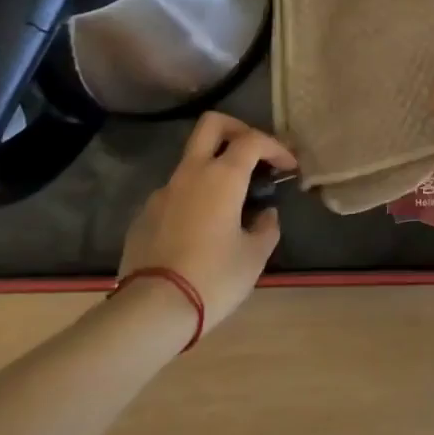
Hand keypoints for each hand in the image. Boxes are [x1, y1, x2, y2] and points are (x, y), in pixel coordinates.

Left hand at [117, 113, 295, 334]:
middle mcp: (191, 173)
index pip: (253, 140)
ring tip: (231, 204)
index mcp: (222, 176)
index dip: (276, 147)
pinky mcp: (144, 214)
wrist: (151, 309)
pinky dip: (194, 198)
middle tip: (254, 154)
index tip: (288, 167)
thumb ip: (266, 228)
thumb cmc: (213, 278)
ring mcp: (163, 192)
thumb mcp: (254, 257)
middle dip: (237, 129)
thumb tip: (265, 215)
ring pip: (192, 161)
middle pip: (212, 125)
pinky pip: (175, 193)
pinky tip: (201, 231)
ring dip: (214, 169)